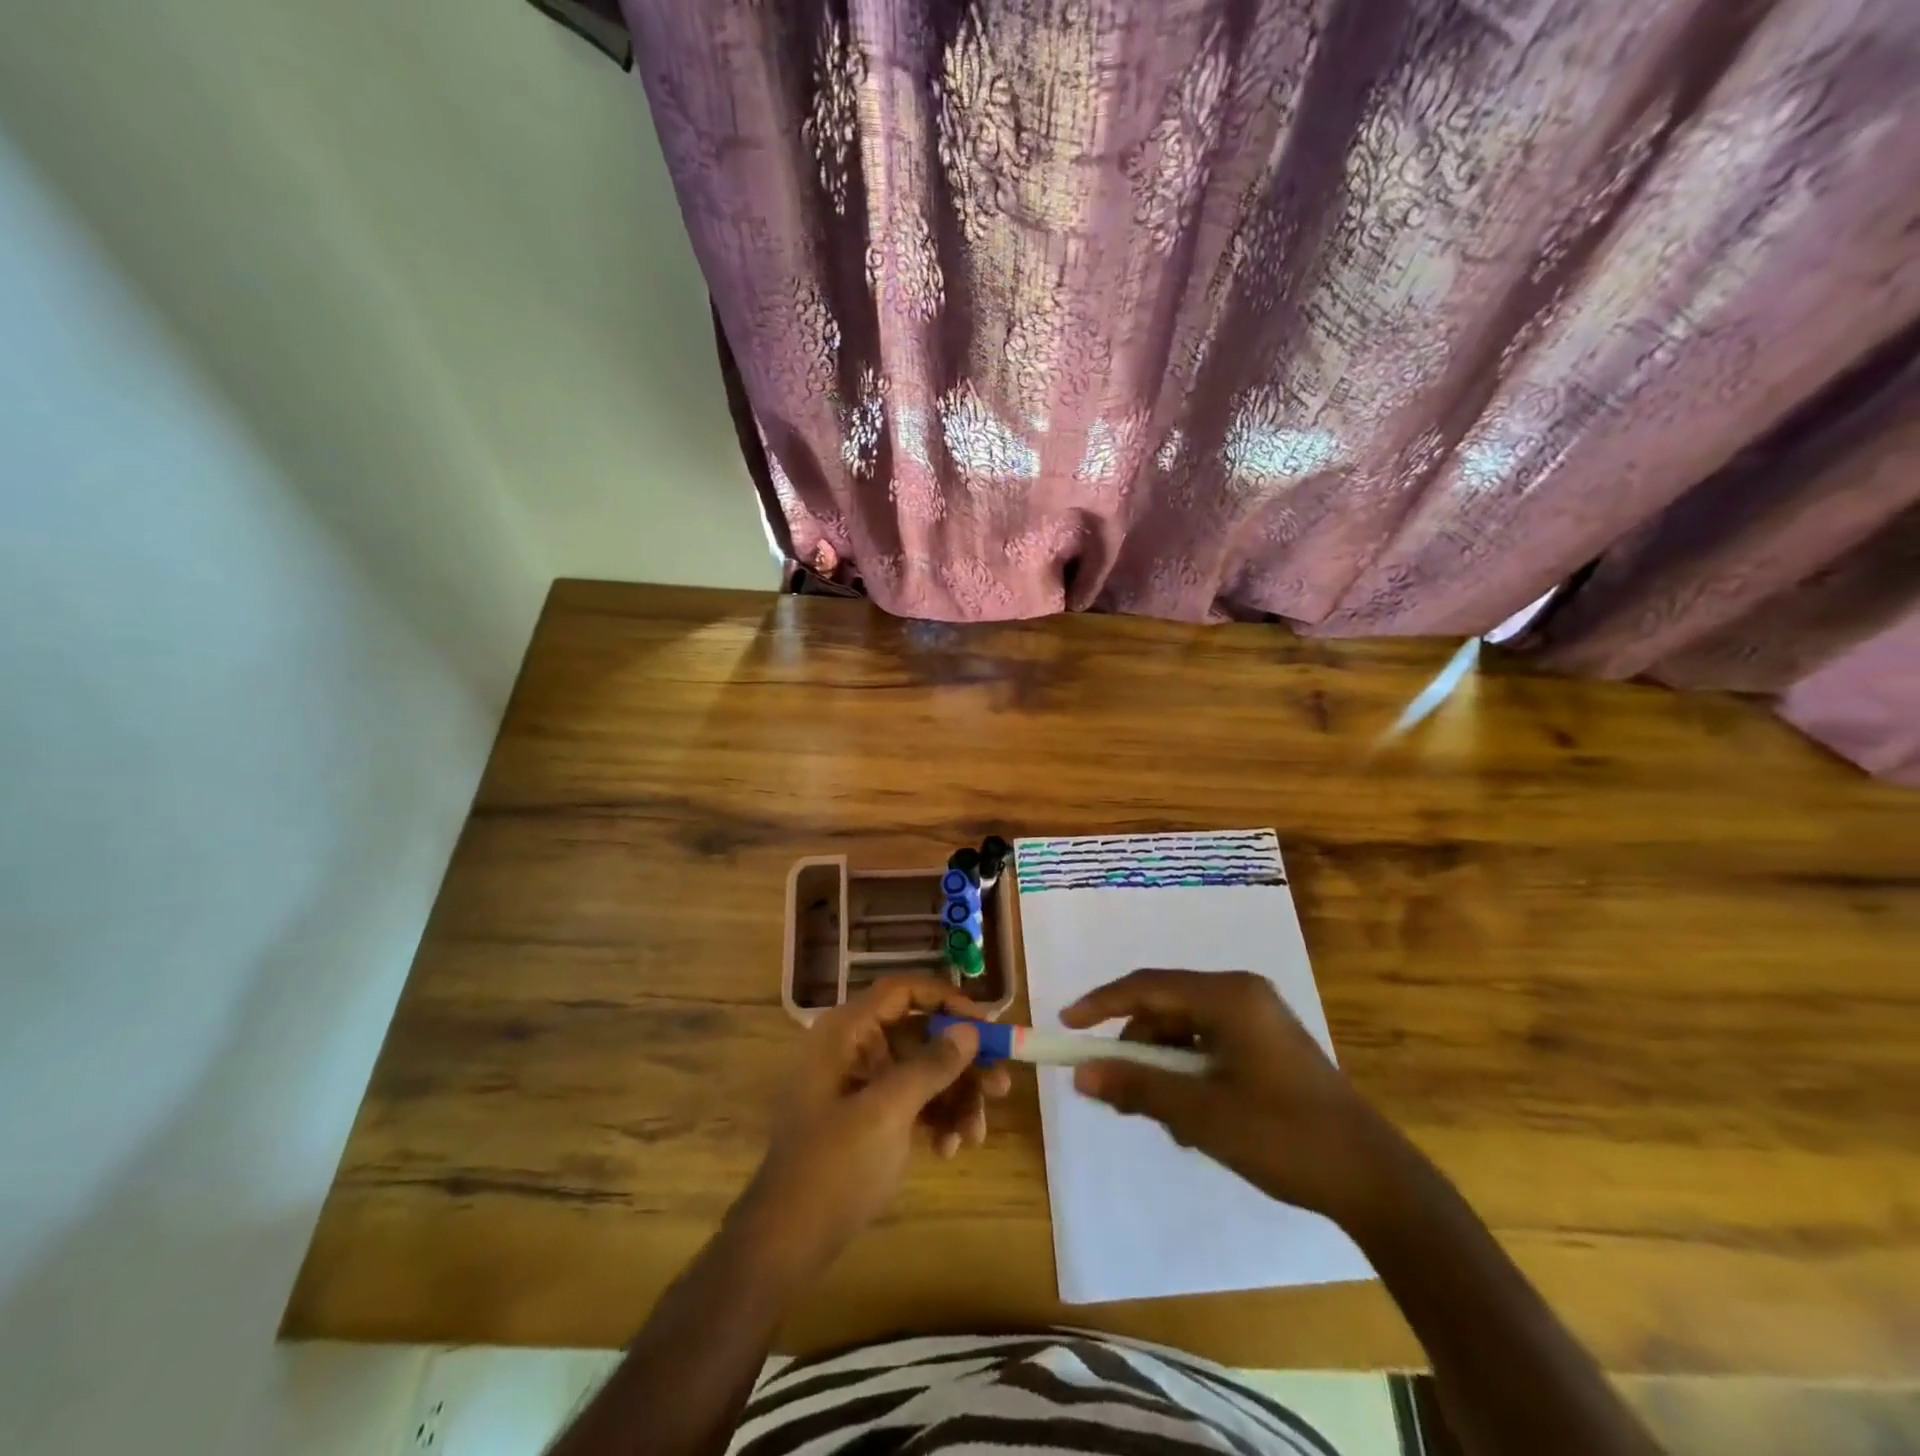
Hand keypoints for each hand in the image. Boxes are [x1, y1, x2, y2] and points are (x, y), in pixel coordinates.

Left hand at [740, 974, 1012, 1273]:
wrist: (787, 1241)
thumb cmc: (833, 1165)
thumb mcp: (887, 1112)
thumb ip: (930, 1066)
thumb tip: (970, 1030)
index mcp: (847, 1032)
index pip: (902, 991)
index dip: (946, 1000)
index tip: (985, 1026)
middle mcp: (854, 1048)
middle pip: (920, 1035)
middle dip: (962, 1062)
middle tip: (1000, 1086)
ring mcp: (861, 1084)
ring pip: (923, 1072)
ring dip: (955, 1098)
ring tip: (975, 1134)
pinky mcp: (869, 1117)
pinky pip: (914, 1101)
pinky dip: (936, 1119)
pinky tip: (949, 1149)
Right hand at [1061, 969, 1409, 1227]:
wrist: (1374, 1181)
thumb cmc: (1284, 1137)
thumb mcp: (1201, 1114)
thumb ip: (1137, 1087)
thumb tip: (1080, 1075)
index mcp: (1228, 996)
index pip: (1147, 985)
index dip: (1101, 1003)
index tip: (1066, 1024)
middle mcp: (1241, 994)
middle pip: (1165, 1006)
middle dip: (1135, 1047)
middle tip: (1113, 1089)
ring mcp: (1257, 1018)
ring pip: (1184, 1029)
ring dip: (1162, 1067)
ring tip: (1162, 1118)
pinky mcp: (1266, 1044)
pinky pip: (1207, 1045)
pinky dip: (1187, 1073)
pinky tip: (1191, 1117)